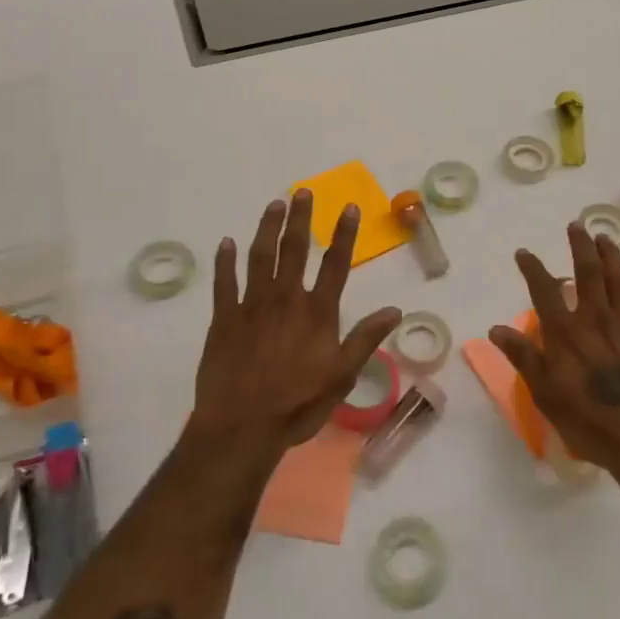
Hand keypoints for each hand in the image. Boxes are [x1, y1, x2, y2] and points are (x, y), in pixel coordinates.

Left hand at [187, 190, 401, 465]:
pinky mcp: (223, 318)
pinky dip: (225, 261)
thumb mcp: (342, 376)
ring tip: (274, 205)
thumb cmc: (297, 404)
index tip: (348, 207)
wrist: (242, 427)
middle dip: (301, 219)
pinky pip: (223, 282)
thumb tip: (395, 310)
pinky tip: (226, 243)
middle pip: (294, 250)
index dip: (343, 234)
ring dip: (267, 228)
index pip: (335, 264)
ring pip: (260, 257)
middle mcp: (285, 299)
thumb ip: (366, 339)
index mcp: (316, 312)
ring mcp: (251, 306)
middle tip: (303, 191)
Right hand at [490, 223, 619, 478]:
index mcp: (566, 331)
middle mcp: (596, 318)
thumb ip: (524, 356)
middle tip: (576, 225)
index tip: (524, 253)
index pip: (544, 289)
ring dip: (610, 255)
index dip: (533, 268)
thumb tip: (496, 328)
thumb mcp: (546, 394)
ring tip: (604, 238)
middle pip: (588, 271)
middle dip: (580, 245)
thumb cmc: (590, 421)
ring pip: (619, 278)